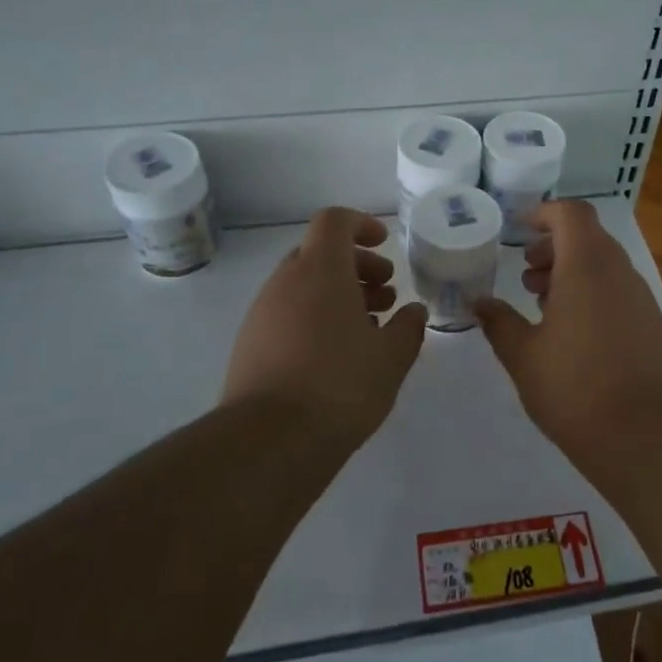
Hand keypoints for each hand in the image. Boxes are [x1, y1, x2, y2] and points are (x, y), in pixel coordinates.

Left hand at [222, 207, 427, 440]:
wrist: (269, 440)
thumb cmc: (340, 385)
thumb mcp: (392, 357)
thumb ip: (408, 327)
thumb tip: (412, 311)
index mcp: (320, 271)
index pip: (334, 221)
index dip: (361, 224)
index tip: (385, 244)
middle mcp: (285, 282)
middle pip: (320, 253)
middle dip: (356, 267)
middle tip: (386, 295)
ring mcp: (262, 313)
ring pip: (303, 286)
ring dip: (337, 295)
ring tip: (368, 328)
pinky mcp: (249, 344)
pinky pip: (287, 313)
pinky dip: (315, 318)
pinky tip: (336, 355)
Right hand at [476, 200, 661, 462]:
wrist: (644, 433)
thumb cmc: (574, 386)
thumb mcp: (523, 355)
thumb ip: (499, 322)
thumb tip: (479, 303)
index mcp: (586, 265)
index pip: (571, 214)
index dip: (545, 213)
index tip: (520, 231)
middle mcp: (618, 271)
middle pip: (587, 237)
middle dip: (553, 247)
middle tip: (526, 276)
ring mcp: (639, 297)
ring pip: (603, 264)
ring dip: (571, 272)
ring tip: (542, 306)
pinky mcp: (650, 323)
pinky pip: (617, 289)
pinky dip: (591, 293)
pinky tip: (571, 332)